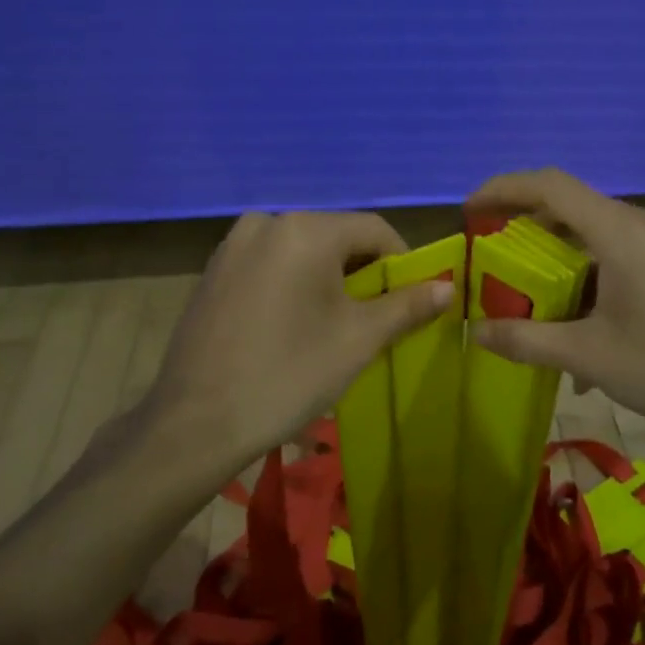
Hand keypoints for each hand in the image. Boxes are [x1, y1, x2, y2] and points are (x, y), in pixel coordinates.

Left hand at [137, 211, 452, 477]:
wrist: (196, 423)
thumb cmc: (288, 374)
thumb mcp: (358, 340)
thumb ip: (406, 305)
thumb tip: (448, 285)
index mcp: (305, 229)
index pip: (374, 229)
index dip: (402, 261)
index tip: (412, 300)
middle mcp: (266, 222)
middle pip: (336, 237)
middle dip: (363, 272)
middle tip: (376, 319)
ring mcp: (233, 245)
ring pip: (302, 251)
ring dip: (328, 279)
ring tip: (334, 326)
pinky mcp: (213, 271)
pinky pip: (270, 264)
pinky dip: (293, 283)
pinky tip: (291, 325)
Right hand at [465, 169, 644, 443]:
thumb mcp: (590, 356)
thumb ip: (526, 340)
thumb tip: (475, 332)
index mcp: (620, 232)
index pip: (550, 185)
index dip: (503, 189)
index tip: (469, 213)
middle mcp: (642, 224)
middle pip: (570, 206)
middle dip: (523, 227)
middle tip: (490, 259)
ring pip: (594, 233)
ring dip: (556, 257)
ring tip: (528, 297)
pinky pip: (618, 254)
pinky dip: (587, 274)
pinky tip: (578, 324)